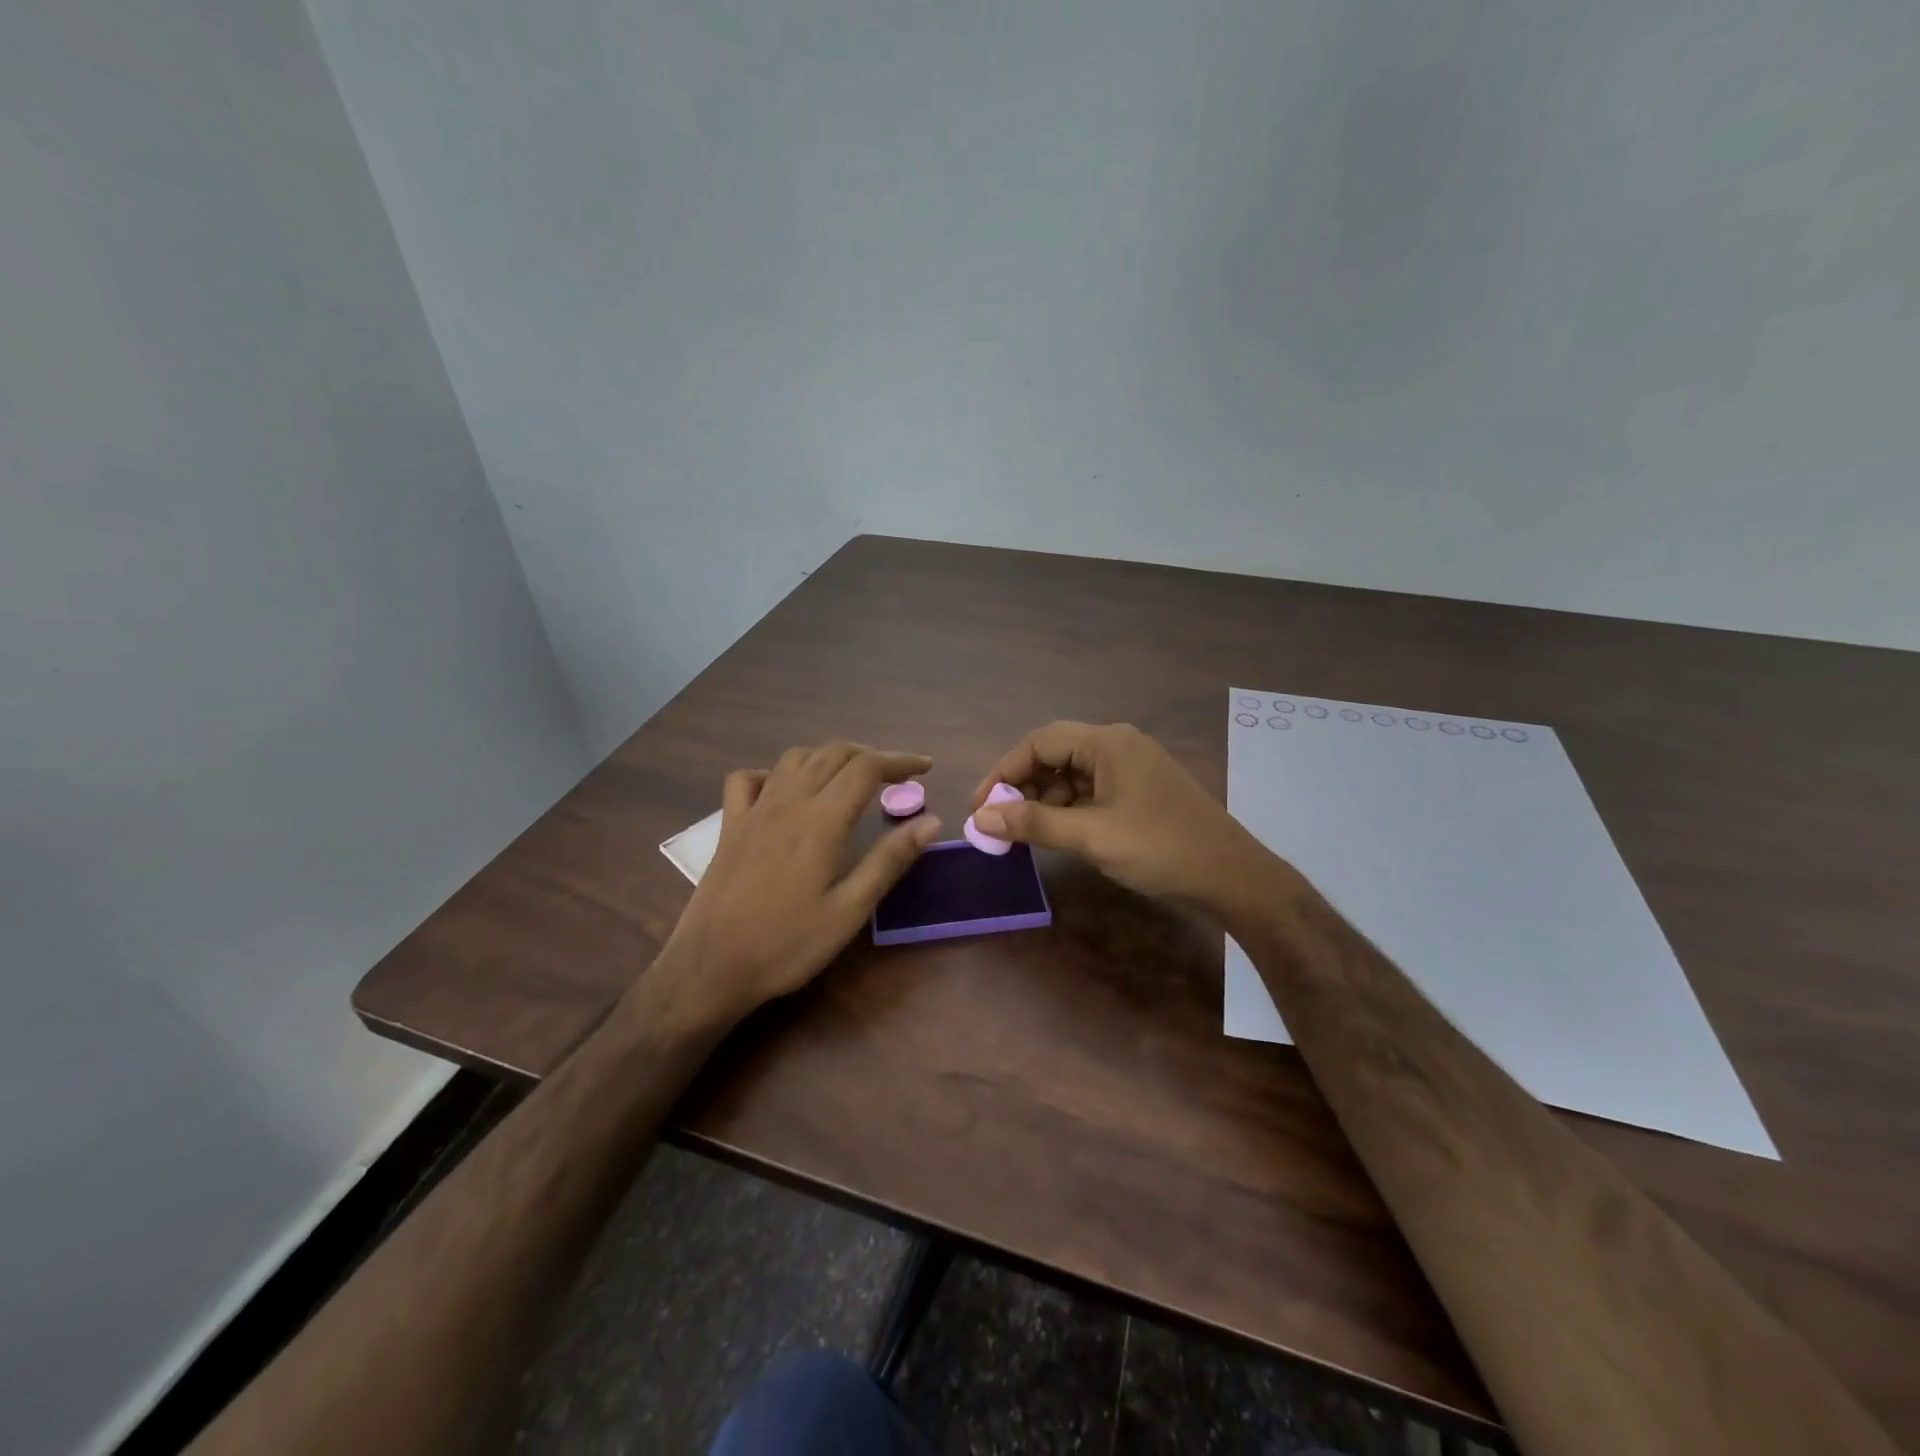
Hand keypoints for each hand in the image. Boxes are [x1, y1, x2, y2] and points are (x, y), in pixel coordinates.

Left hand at [652, 742, 941, 1030]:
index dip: (900, 761)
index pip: (866, 768)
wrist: (710, 968)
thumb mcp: (849, 911)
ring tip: (850, 779)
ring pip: (795, 758)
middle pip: (833, 753)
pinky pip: (748, 778)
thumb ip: (889, 861)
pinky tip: (786, 792)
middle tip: (895, 778)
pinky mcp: (730, 825)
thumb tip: (932, 821)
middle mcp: (788, 802)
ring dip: (829, 757)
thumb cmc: (787, 945)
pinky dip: (774, 773)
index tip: (925, 768)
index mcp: (821, 821)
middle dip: (870, 756)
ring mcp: (754, 810)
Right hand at [968, 722, 1275, 911]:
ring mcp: (1131, 767)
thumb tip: (980, 818)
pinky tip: (1057, 834)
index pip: (1038, 742)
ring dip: (1043, 800)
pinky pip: (1091, 790)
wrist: (1231, 877)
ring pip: (1071, 774)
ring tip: (1024, 833)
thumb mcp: (1091, 835)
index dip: (1003, 772)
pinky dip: (1068, 809)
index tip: (980, 807)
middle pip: (1054, 754)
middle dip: (1022, 786)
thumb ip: (1033, 823)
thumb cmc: (1159, 848)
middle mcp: (1117, 745)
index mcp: (1107, 742)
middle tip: (999, 822)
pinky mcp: (1139, 790)